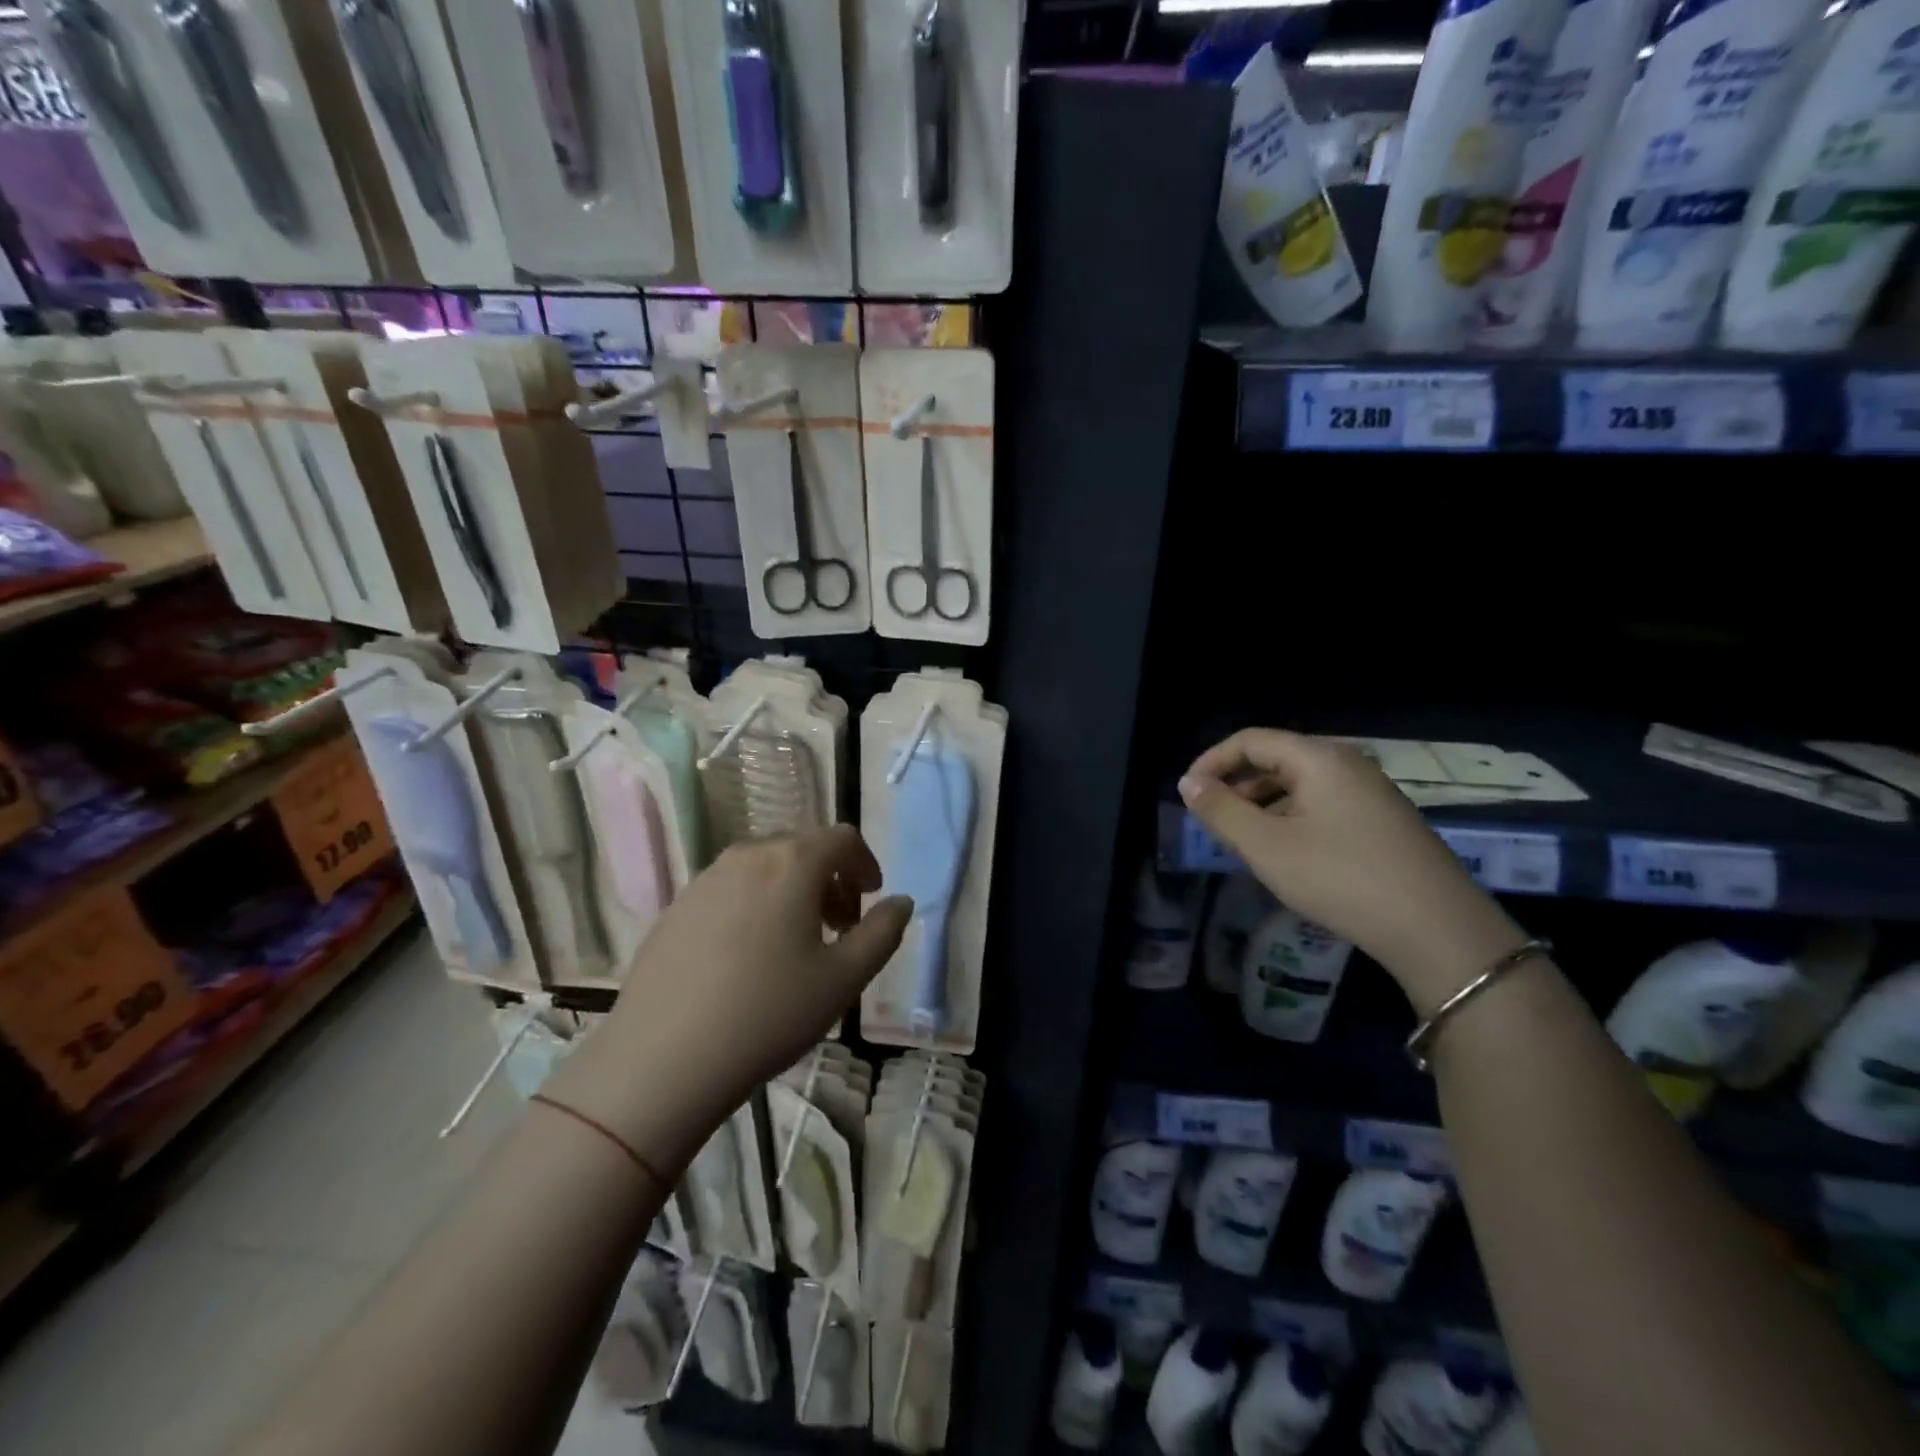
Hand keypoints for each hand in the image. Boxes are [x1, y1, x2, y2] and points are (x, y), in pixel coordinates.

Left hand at [545, 826, 911, 1175]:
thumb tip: (901, 902)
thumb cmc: (769, 1013)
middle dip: (830, 878)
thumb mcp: (844, 978)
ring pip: (763, 867)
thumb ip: (883, 933)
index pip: (842, 838)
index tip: (871, 899)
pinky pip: (729, 889)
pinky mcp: (675, 908)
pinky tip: (747, 958)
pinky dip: (754, 904)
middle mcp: (746, 855)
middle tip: (839, 926)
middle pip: (802, 847)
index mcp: (792, 862)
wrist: (663, 1059)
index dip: (865, 863)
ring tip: (795, 943)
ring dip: (792, 890)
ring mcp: (704, 879)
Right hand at [1179, 729, 1525, 1014]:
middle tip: (1211, 820)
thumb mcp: (1267, 847)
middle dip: (1236, 784)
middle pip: (1276, 758)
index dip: (1211, 761)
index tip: (1187, 794)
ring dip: (1262, 804)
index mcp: (1319, 758)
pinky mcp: (1382, 819)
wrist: (1438, 929)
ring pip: (1299, 784)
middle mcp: (1347, 763)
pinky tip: (1285, 852)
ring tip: (1242, 839)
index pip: (1251, 740)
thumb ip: (1221, 811)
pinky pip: (1321, 803)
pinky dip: (1290, 817)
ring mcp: (1370, 791)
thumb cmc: (1341, 879)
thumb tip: (1188, 784)